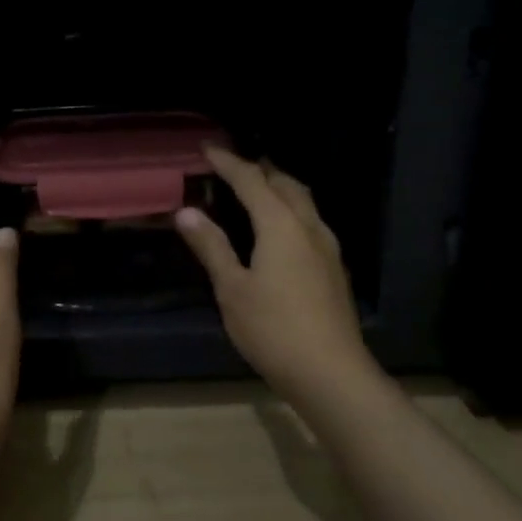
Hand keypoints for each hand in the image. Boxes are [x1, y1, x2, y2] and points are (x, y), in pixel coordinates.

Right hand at [175, 148, 381, 410]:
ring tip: (258, 191)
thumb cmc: (273, 329)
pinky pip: (311, 223)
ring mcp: (327, 248)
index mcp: (280, 225)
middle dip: (260, 170)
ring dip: (280, 189)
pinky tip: (281, 232)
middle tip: (235, 167)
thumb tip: (186, 212)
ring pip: (304, 203)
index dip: (228, 162)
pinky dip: (291, 212)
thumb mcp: (232, 289)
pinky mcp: (334, 269)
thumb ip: (212, 247)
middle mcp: (309, 227)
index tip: (207, 148)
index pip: (251, 180)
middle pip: (286, 184)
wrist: (331, 372)